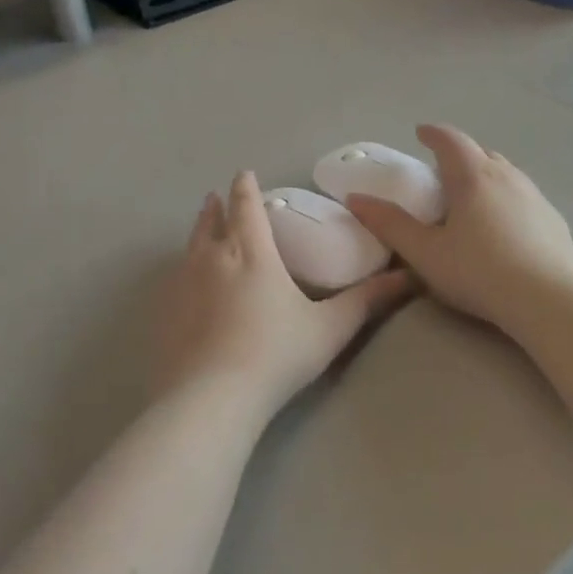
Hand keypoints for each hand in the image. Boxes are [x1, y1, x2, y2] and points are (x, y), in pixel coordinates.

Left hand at [152, 171, 411, 415]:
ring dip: (197, 233)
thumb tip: (408, 276)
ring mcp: (182, 286)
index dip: (246, 188)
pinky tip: (185, 285)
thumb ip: (366, 300)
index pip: (247, 207)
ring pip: (189, 247)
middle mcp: (213, 259)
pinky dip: (183, 269)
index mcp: (252, 253)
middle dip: (216, 207)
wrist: (211, 399)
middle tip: (216, 197)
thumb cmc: (276, 354)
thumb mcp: (330, 328)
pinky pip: (174, 279)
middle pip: (211, 222)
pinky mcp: (165, 314)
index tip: (244, 175)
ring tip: (202, 230)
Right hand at [345, 125, 572, 334]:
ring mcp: (536, 196)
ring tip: (472, 199)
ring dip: (486, 176)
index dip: (433, 133)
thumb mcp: (425, 253)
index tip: (421, 133)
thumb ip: (390, 224)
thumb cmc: (479, 272)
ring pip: (506, 174)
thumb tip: (356, 198)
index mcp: (472, 176)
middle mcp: (507, 176)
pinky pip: (525, 198)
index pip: (450, 140)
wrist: (548, 300)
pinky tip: (505, 228)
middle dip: (460, 156)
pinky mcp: (554, 220)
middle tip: (442, 173)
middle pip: (481, 153)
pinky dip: (508, 200)